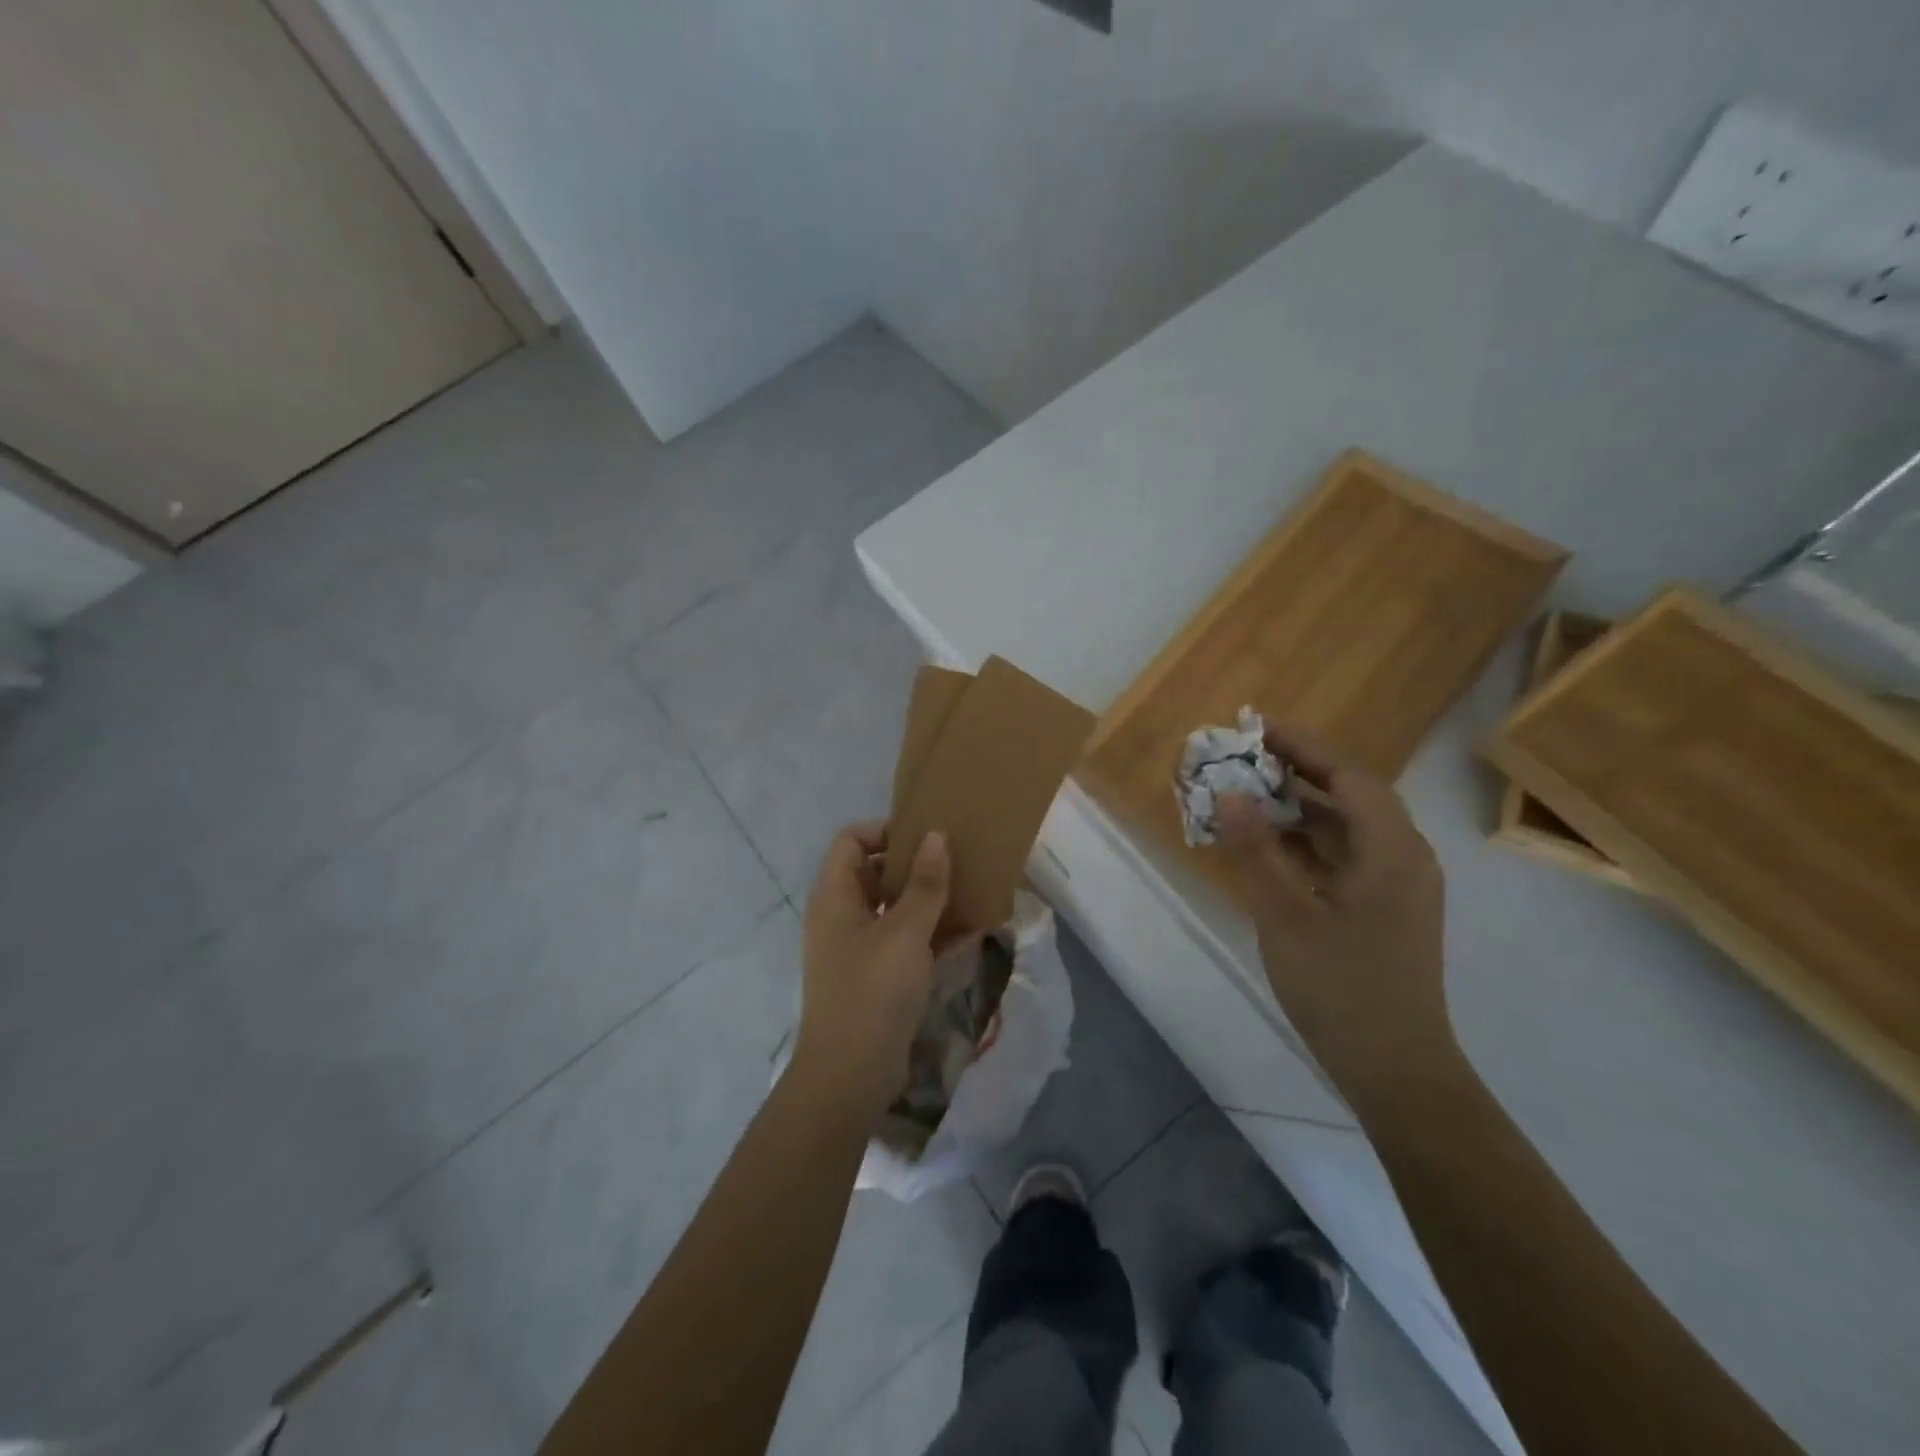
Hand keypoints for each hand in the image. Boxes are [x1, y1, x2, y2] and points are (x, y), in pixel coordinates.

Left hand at [794, 821, 951, 1118]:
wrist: (850, 1074)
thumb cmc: (873, 990)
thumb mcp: (906, 931)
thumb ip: (925, 883)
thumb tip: (936, 836)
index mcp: (835, 895)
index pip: (852, 840)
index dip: (885, 832)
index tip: (926, 838)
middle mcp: (841, 915)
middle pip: (875, 872)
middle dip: (916, 866)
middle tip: (956, 862)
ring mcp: (857, 948)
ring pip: (894, 909)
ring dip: (929, 901)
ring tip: (970, 892)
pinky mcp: (875, 976)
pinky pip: (904, 941)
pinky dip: (931, 934)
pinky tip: (971, 933)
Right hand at [1215, 723, 1451, 1086]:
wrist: (1395, 1069)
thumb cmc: (1341, 987)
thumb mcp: (1286, 915)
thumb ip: (1255, 851)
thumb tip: (1229, 793)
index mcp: (1391, 850)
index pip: (1347, 775)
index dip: (1301, 746)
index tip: (1255, 727)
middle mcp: (1404, 857)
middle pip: (1350, 796)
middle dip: (1297, 773)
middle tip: (1244, 760)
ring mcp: (1398, 887)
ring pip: (1347, 829)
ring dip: (1299, 810)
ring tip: (1248, 799)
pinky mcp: (1386, 911)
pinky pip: (1345, 858)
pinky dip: (1308, 845)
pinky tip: (1270, 850)